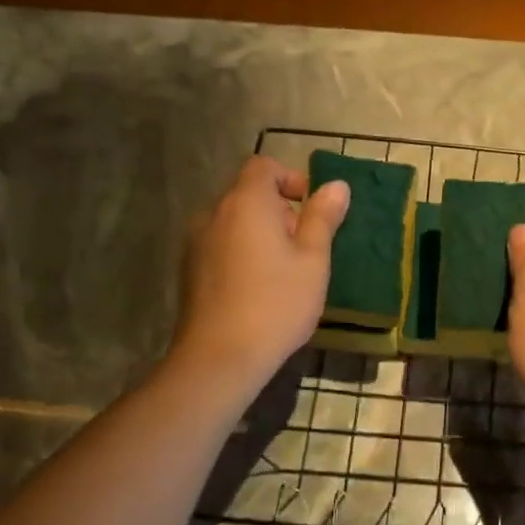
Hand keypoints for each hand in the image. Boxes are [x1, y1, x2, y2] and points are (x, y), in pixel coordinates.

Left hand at [170, 156, 349, 388]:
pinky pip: (221, 245)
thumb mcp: (313, 259)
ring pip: (234, 222)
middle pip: (248, 194)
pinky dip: (242, 252)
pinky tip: (258, 288)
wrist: (219, 357)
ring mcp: (196, 243)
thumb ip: (323, 217)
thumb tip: (336, 185)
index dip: (291, 178)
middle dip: (279, 210)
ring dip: (260, 233)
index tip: (311, 209)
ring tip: (284, 270)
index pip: (263, 166)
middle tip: (305, 246)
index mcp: (245, 203)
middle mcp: (213, 213)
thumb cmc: (276, 302)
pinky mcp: (189, 271)